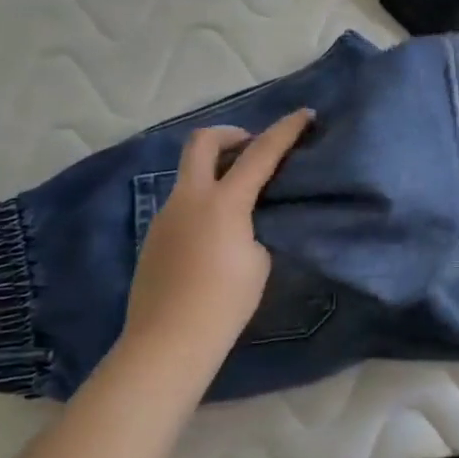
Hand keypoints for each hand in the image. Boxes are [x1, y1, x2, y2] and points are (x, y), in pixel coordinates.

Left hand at [122, 109, 314, 350]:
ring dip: (215, 172)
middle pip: (201, 142)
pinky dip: (203, 201)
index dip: (285, 130)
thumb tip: (239, 224)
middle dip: (229, 134)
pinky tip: (216, 234)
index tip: (304, 114)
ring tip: (240, 198)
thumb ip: (252, 229)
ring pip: (189, 175)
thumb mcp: (258, 261)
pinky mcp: (154, 237)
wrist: (167, 343)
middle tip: (251, 147)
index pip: (260, 153)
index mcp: (222, 202)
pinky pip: (182, 204)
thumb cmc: (224, 304)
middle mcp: (188, 199)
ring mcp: (165, 216)